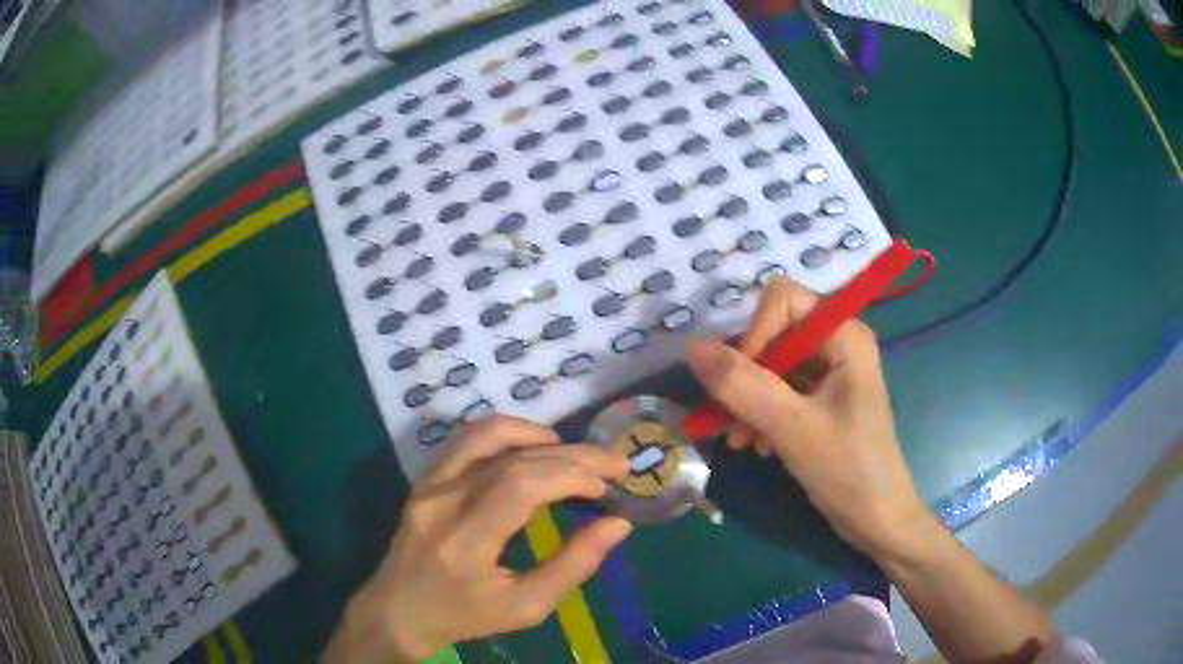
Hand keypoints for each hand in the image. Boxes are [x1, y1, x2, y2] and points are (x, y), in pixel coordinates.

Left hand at [325, 416, 630, 662]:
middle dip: (571, 455)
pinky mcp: (424, 479)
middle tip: (612, 463)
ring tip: (573, 453)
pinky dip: (507, 435)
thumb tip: (617, 524)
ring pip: (484, 435)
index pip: (519, 486)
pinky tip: (532, 450)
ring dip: (536, 434)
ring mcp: (428, 484)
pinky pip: (467, 441)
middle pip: (511, 458)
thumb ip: (573, 566)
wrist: (400, 610)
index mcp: (464, 542)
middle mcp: (441, 502)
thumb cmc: (465, 616)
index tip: (607, 486)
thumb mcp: (526, 607)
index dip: (570, 475)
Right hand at [684, 277, 930, 558]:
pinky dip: (762, 415)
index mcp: (844, 334)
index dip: (755, 334)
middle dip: (747, 376)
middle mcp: (838, 343)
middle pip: (773, 334)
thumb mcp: (791, 427)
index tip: (740, 383)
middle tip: (731, 421)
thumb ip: (742, 385)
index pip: (782, 300)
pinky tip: (760, 447)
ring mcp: (830, 372)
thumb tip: (692, 347)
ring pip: (771, 365)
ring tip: (742, 442)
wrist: (877, 519)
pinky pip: (779, 390)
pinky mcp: (822, 399)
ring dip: (749, 401)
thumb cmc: (847, 469)